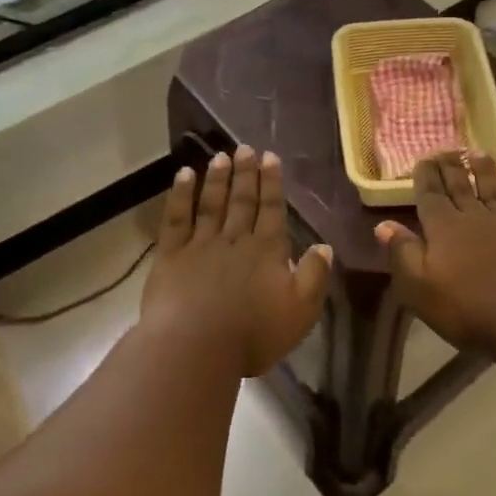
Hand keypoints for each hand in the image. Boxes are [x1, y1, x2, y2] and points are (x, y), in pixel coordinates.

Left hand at [141, 146, 332, 376]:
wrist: (195, 347)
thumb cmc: (253, 335)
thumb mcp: (300, 312)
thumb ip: (314, 276)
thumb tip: (324, 247)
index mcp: (267, 251)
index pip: (272, 210)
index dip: (272, 183)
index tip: (270, 158)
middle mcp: (235, 239)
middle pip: (242, 201)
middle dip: (246, 174)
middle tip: (246, 148)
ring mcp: (200, 244)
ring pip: (211, 204)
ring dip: (217, 179)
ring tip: (221, 156)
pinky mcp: (171, 255)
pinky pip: (176, 217)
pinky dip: (180, 194)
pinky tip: (184, 175)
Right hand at [376, 151, 495, 355]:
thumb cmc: (470, 310)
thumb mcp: (420, 290)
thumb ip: (402, 254)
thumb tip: (384, 224)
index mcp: (444, 228)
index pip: (430, 194)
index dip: (425, 176)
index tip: (422, 158)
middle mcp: (475, 216)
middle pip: (460, 186)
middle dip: (450, 167)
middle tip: (446, 149)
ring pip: (493, 187)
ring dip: (483, 169)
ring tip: (476, 152)